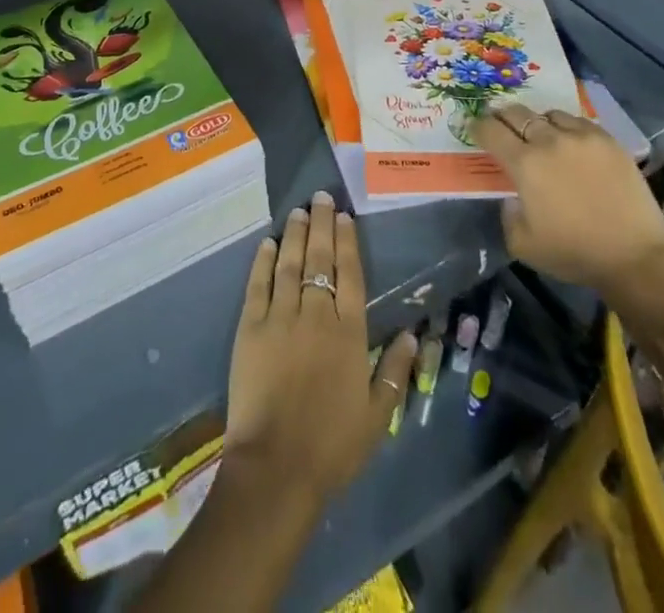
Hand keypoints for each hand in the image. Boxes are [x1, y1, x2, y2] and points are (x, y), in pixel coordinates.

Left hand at [225, 190, 417, 508]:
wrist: (277, 467)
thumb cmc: (332, 446)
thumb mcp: (377, 416)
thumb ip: (394, 371)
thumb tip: (413, 334)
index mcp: (349, 333)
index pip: (350, 275)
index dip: (347, 243)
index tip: (345, 217)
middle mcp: (316, 315)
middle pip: (320, 260)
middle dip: (322, 225)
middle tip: (321, 196)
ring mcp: (280, 317)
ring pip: (290, 264)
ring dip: (295, 235)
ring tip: (299, 211)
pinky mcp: (250, 328)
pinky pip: (258, 285)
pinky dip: (263, 261)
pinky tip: (268, 243)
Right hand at [475, 106, 663, 328]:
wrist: (636, 257)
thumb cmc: (574, 253)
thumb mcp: (522, 244)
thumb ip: (508, 214)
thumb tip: (513, 197)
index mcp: (524, 163)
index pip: (491, 130)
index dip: (478, 126)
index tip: (475, 128)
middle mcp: (549, 141)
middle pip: (516, 113)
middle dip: (503, 116)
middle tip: (501, 123)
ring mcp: (582, 137)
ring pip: (549, 114)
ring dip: (538, 122)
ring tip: (541, 134)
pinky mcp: (608, 141)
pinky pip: (579, 122)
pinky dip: (567, 128)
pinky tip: (571, 143)